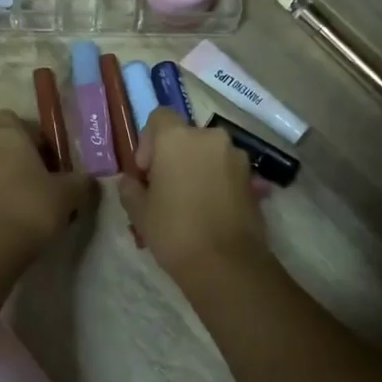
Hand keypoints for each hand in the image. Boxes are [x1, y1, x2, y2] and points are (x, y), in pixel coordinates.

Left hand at [0, 110, 95, 265]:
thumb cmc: (31, 208)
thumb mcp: (69, 194)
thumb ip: (80, 182)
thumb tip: (87, 180)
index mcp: (5, 136)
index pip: (10, 118)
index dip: (27, 134)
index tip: (44, 155)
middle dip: (13, 159)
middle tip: (37, 182)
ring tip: (21, 205)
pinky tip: (6, 220)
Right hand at [119, 109, 265, 282]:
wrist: (226, 263)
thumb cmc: (174, 230)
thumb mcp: (139, 211)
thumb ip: (130, 187)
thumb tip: (132, 180)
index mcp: (177, 138)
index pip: (159, 118)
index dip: (148, 142)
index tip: (146, 172)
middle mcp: (209, 137)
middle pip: (185, 137)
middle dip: (173, 157)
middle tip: (164, 189)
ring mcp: (235, 157)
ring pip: (207, 154)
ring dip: (195, 169)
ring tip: (188, 203)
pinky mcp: (251, 178)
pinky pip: (225, 170)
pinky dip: (214, 182)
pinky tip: (208, 211)